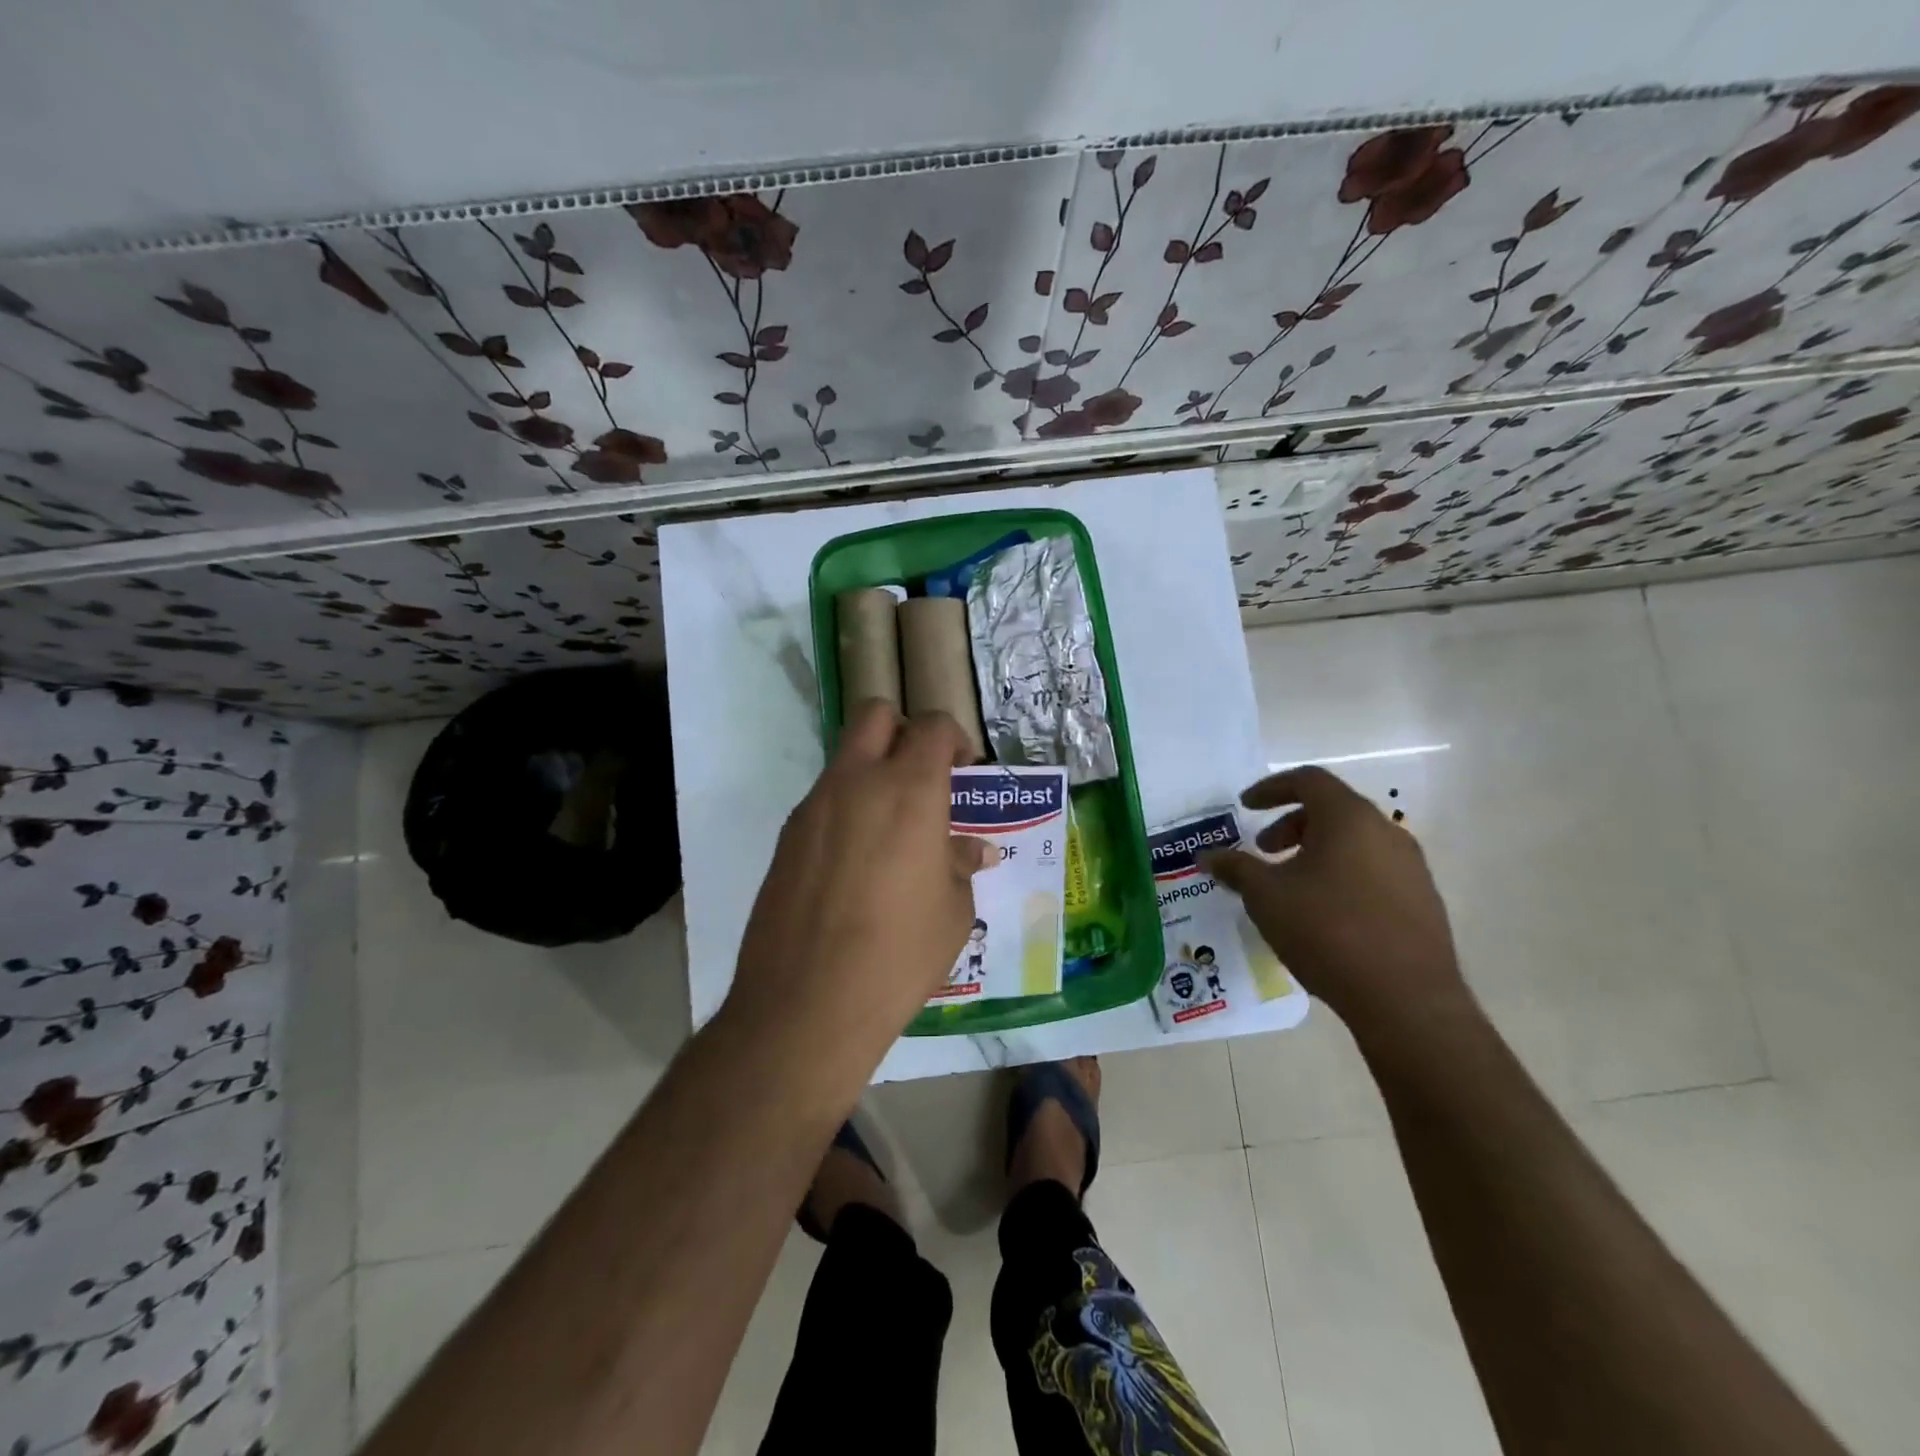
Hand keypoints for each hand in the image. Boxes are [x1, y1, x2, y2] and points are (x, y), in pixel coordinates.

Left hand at [726, 700, 991, 1086]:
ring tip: (892, 832)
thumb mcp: (952, 912)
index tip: (964, 770)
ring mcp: (814, 807)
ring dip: (872, 773)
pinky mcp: (787, 837)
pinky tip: (857, 865)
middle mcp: (856, 782)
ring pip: (845, 758)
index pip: (933, 727)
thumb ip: (960, 865)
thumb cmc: (899, 956)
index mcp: (909, 791)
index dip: (955, 738)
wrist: (806, 1004)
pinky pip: (823, 800)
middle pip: (876, 715)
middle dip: (904, 731)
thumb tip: (973, 850)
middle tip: (923, 777)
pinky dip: (846, 810)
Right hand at [1201, 766, 1466, 1033]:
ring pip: (1354, 842)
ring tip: (1290, 886)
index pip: (1308, 780)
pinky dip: (1342, 874)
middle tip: (1263, 850)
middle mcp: (1386, 832)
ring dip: (1316, 851)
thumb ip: (1235, 868)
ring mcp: (1411, 867)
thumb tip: (1207, 856)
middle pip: (1332, 809)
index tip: (1246, 807)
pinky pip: (1373, 870)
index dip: (1271, 788)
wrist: (1406, 999)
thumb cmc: (1328, 931)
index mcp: (1349, 819)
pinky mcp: (1422, 900)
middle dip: (1290, 824)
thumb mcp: (1266, 897)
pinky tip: (1324, 913)